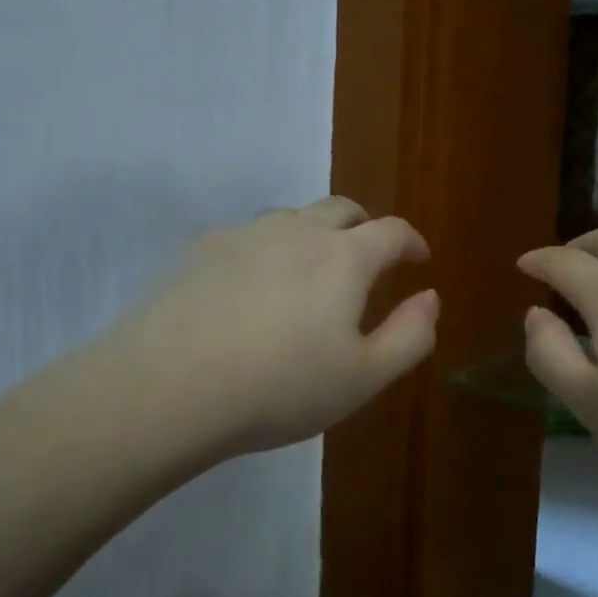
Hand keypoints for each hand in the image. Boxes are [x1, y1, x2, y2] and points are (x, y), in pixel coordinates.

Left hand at [93, 197, 439, 461]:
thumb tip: (430, 297)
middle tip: (368, 260)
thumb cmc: (280, 387)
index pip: (392, 231)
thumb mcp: (364, 378)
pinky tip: (250, 285)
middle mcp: (296, 230)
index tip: (418, 259)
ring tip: (309, 271)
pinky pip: (246, 236)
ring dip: (313, 233)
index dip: (411, 242)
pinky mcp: (200, 249)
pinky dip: (266, 249)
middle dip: (364, 228)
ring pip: (291, 217)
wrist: (168, 387)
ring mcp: (244, 234)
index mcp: (343, 257)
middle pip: (341, 208)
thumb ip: (410, 335)